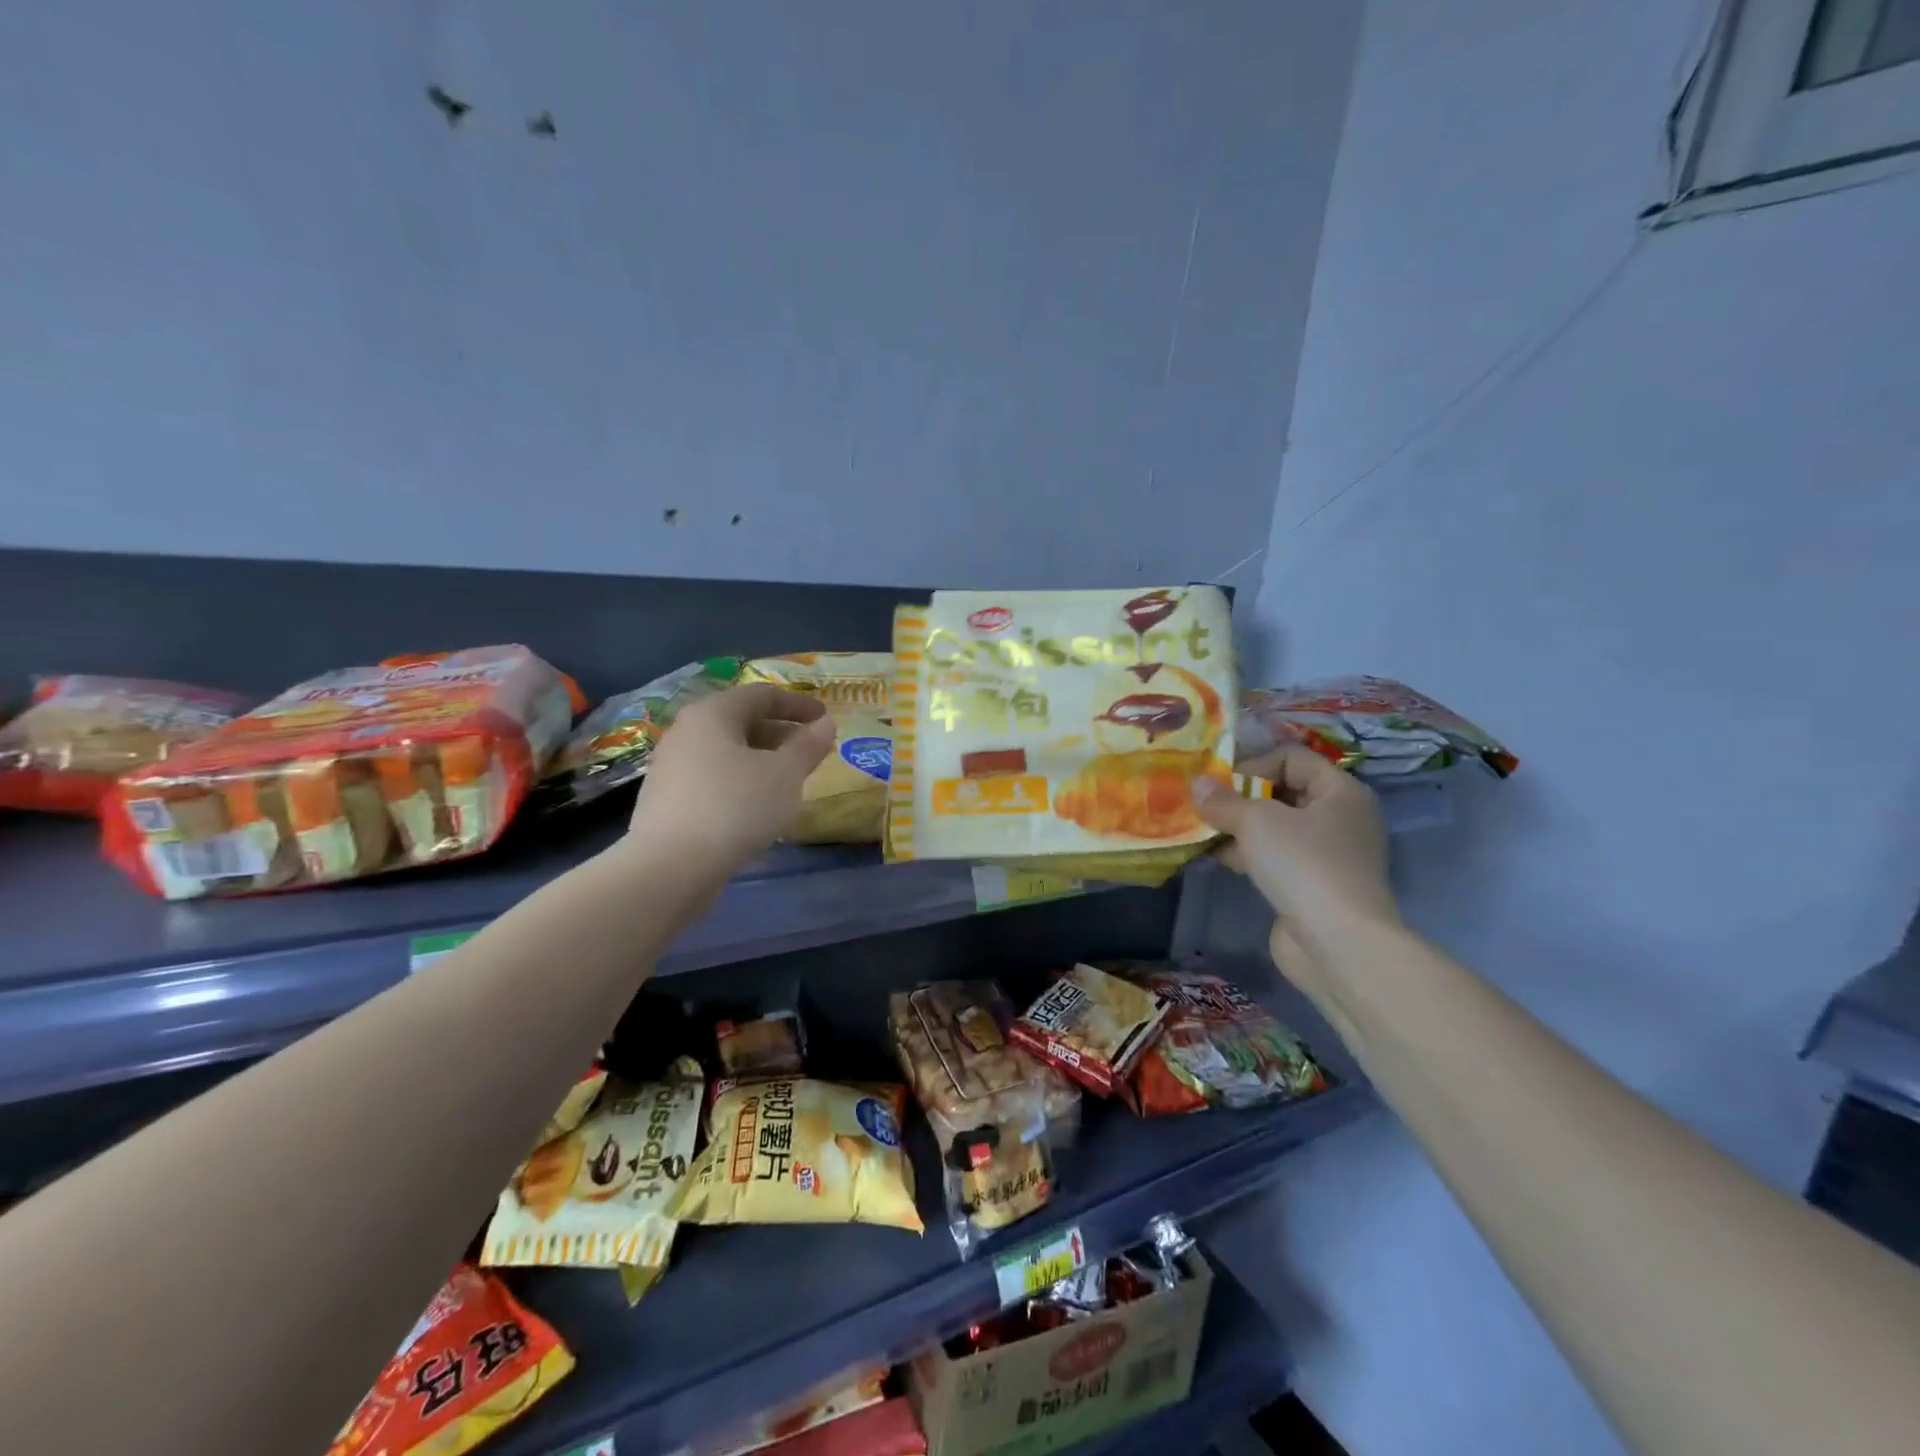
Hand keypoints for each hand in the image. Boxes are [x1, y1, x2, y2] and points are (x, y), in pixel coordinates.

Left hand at [627, 684, 833, 875]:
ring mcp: (671, 766)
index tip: (826, 718)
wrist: (669, 868)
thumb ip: (807, 745)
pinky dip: (741, 780)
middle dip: (780, 733)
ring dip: (761, 759)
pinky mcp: (667, 799)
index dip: (799, 704)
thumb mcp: (784, 774)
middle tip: (811, 751)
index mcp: (713, 713)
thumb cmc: (735, 807)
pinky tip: (757, 806)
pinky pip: (713, 777)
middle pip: (741, 721)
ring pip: (727, 751)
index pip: (762, 695)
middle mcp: (686, 731)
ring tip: (789, 781)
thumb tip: (825, 723)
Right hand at [1191, 747, 1400, 992]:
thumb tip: (1198, 785)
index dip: (1254, 765)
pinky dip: (1248, 855)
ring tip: (1203, 832)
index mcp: (1341, 792)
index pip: (1293, 758)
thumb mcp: (1256, 821)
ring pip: (1275, 829)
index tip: (1222, 786)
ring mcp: (1328, 856)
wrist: (1338, 943)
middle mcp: (1341, 819)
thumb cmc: (1303, 864)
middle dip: (1241, 798)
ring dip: (1239, 828)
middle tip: (1206, 807)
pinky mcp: (1313, 887)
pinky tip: (1218, 858)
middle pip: (1283, 793)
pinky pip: (1275, 858)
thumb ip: (1223, 800)